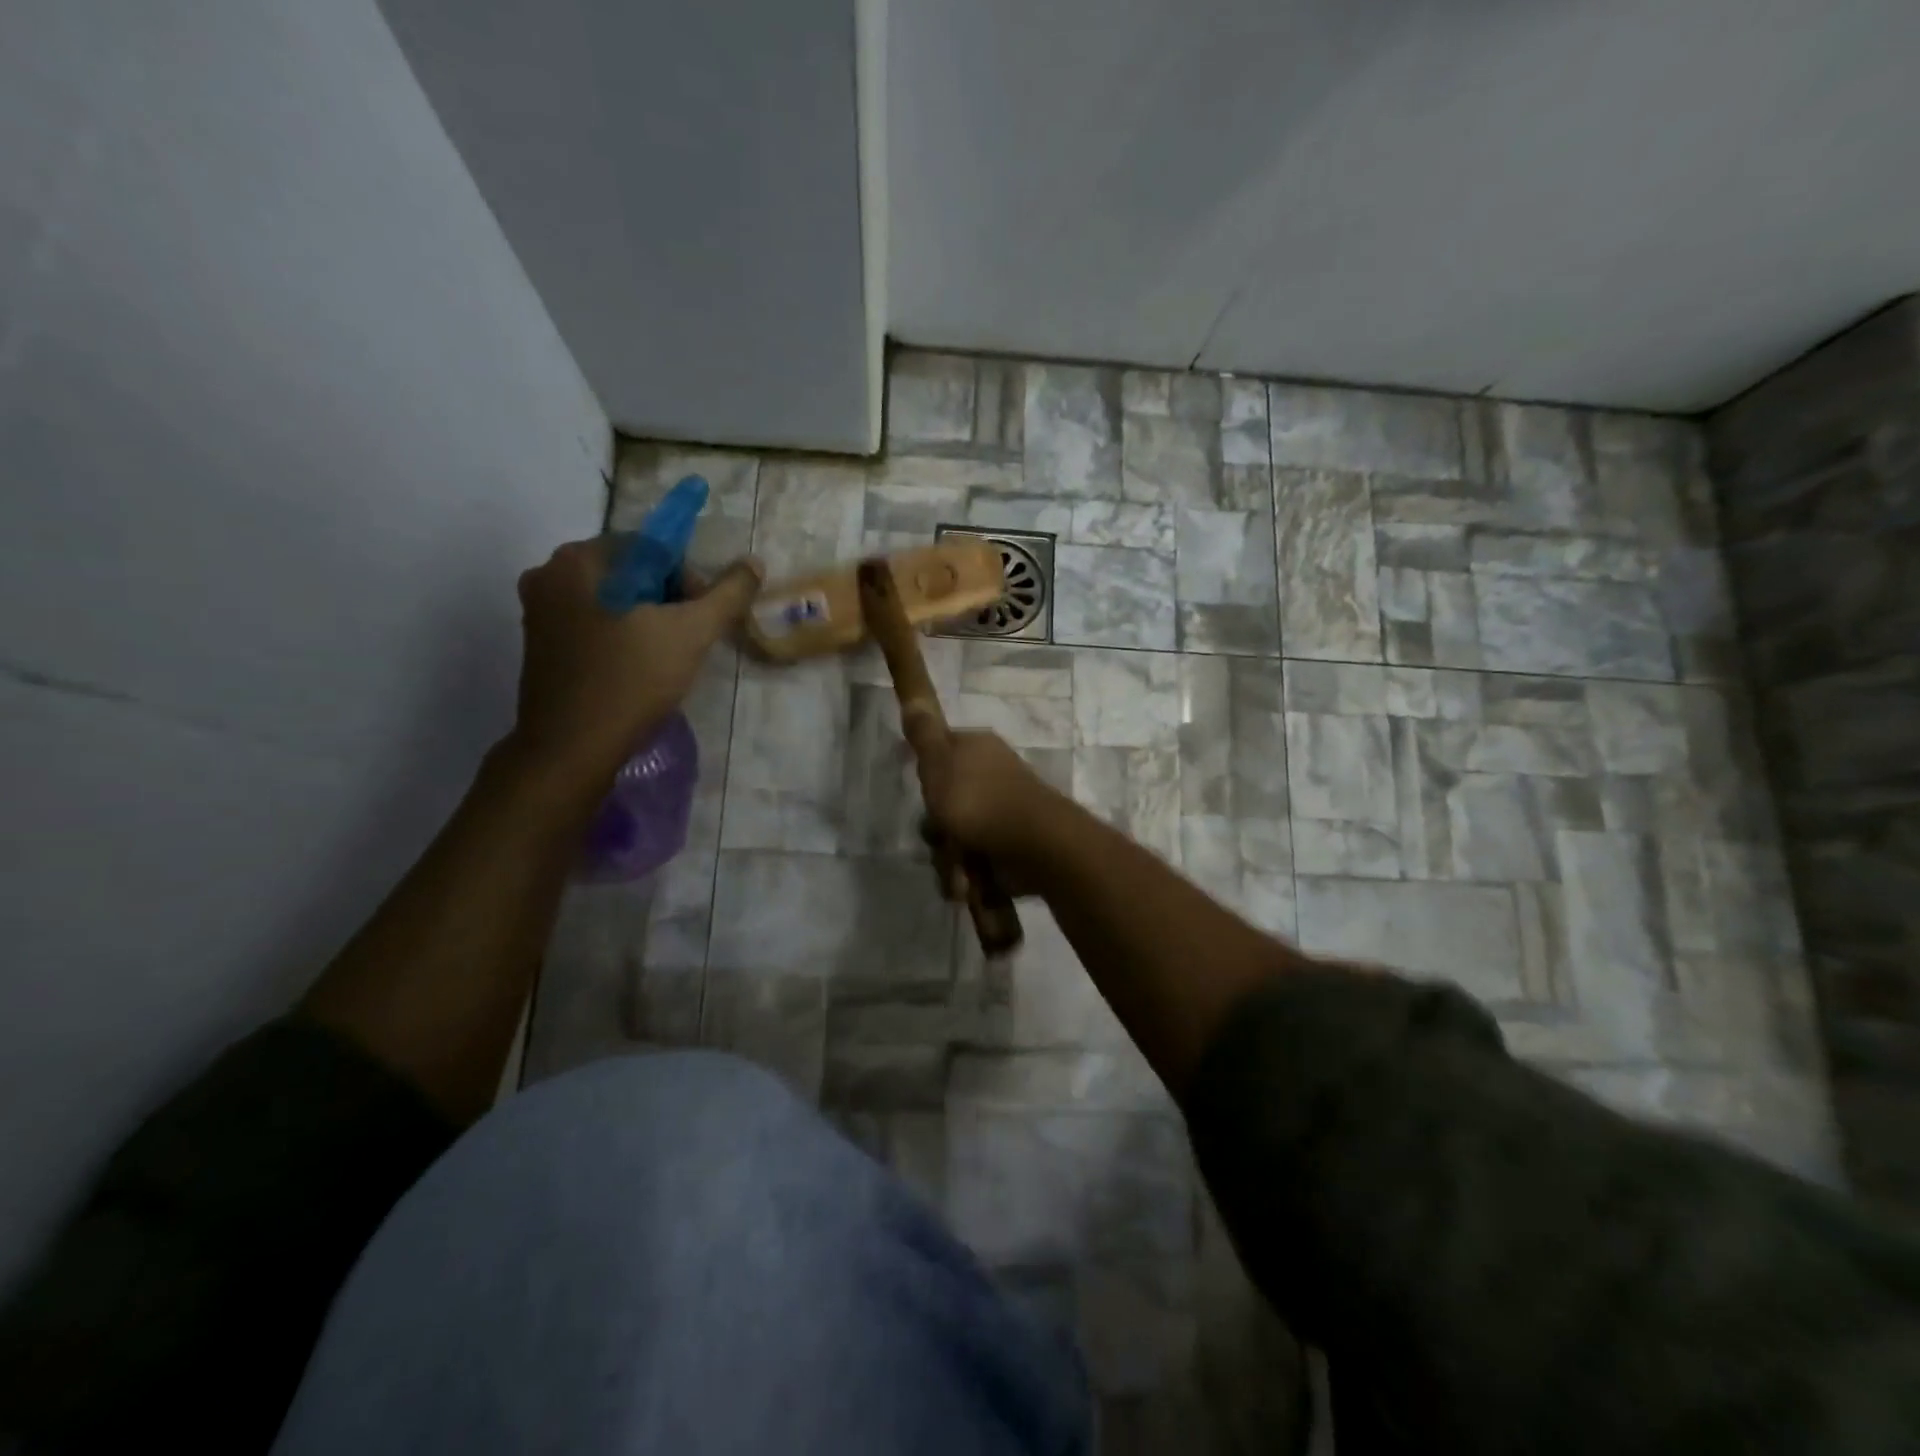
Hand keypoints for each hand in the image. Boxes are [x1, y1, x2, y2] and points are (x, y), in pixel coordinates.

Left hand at [508, 536, 760, 789]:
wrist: (572, 747)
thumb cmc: (632, 680)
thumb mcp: (692, 633)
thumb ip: (728, 594)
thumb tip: (754, 562)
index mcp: (580, 559)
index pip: (652, 547)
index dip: (688, 580)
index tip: (700, 620)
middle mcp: (549, 573)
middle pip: (630, 572)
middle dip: (668, 600)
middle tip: (688, 641)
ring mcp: (538, 610)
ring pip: (612, 600)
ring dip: (646, 620)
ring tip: (666, 658)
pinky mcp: (538, 644)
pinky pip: (592, 623)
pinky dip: (620, 637)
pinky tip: (636, 669)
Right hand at [914, 730, 1060, 877]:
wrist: (1035, 845)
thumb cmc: (979, 800)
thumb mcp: (940, 761)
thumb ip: (924, 733)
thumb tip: (913, 695)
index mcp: (977, 751)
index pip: (939, 759)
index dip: (928, 781)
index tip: (928, 794)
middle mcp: (991, 778)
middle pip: (944, 806)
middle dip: (939, 832)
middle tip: (943, 837)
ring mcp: (1001, 814)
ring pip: (955, 839)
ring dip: (951, 862)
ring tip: (960, 873)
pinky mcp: (1008, 847)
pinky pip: (974, 863)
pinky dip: (970, 877)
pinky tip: (972, 884)